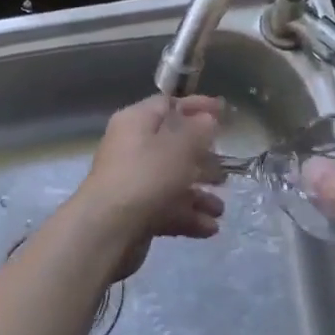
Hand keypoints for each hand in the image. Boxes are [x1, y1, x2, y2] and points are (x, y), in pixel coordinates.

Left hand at [72, 95, 224, 280]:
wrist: (109, 230)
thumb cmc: (147, 175)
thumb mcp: (180, 145)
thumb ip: (199, 129)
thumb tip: (206, 119)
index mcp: (136, 121)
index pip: (168, 104)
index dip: (196, 106)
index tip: (224, 113)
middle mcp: (131, 148)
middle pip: (172, 145)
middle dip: (202, 158)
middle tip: (225, 167)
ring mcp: (133, 182)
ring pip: (172, 181)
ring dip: (199, 193)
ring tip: (219, 208)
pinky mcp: (135, 213)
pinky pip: (167, 208)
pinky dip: (188, 216)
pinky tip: (210, 228)